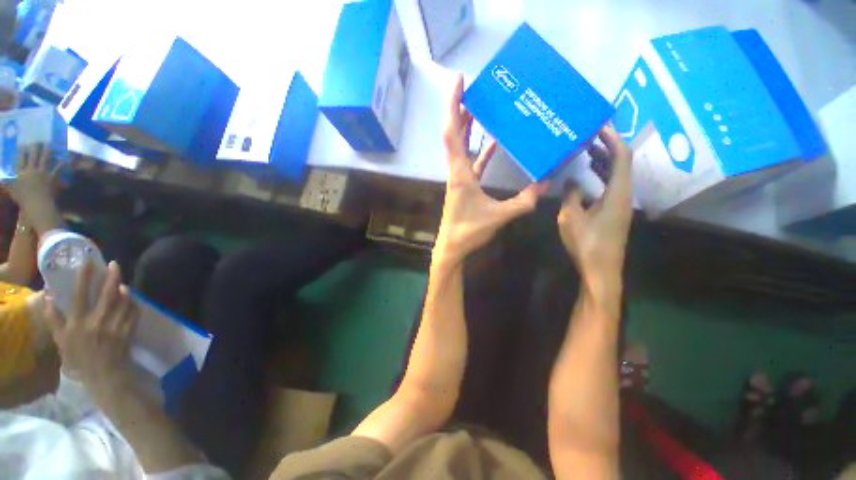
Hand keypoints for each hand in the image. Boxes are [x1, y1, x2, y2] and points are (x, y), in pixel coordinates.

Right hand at [6, 144, 58, 213]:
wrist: (37, 205)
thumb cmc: (23, 199)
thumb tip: (3, 178)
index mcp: (21, 173)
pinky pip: (57, 169)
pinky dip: (61, 163)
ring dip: (47, 151)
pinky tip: (64, 158)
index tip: (23, 144)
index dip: (22, 151)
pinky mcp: (52, 177)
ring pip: (45, 159)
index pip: (21, 159)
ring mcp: (43, 173)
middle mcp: (32, 170)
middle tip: (37, 140)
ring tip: (49, 144)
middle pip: (33, 156)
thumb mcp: (12, 190)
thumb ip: (8, 183)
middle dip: (35, 147)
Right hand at [45, 261, 137, 392]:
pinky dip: (134, 302)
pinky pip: (134, 312)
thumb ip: (54, 318)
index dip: (84, 277)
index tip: (88, 262)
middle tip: (114, 264)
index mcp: (78, 323)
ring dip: (124, 289)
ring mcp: (115, 326)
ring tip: (122, 281)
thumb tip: (47, 296)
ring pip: (124, 301)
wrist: (103, 374)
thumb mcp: (61, 339)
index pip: (80, 295)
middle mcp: (97, 322)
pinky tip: (132, 297)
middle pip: (107, 294)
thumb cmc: (79, 357)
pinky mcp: (128, 330)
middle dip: (112, 277)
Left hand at [435, 75, 546, 263]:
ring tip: (483, 109)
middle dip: (462, 110)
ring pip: (462, 147)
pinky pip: (471, 162)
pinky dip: (480, 151)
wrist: (451, 247)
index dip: (454, 106)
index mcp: (460, 173)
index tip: (459, 83)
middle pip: (455, 134)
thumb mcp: (498, 217)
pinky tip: (493, 143)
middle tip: (475, 90)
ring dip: (469, 128)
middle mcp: (457, 171)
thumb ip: (523, 202)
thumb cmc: (468, 231)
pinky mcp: (464, 186)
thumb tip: (546, 184)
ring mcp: (459, 178)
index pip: (454, 133)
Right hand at [558, 126, 632, 289]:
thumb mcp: (570, 217)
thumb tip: (571, 180)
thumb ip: (571, 195)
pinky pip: (610, 186)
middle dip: (608, 147)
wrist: (600, 268)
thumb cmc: (586, 242)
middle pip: (622, 163)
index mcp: (617, 193)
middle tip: (589, 136)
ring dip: (604, 161)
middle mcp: (624, 195)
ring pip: (616, 175)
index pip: (621, 157)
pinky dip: (601, 176)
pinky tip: (587, 176)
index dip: (612, 139)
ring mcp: (620, 204)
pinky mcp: (614, 212)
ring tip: (587, 151)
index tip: (599, 126)